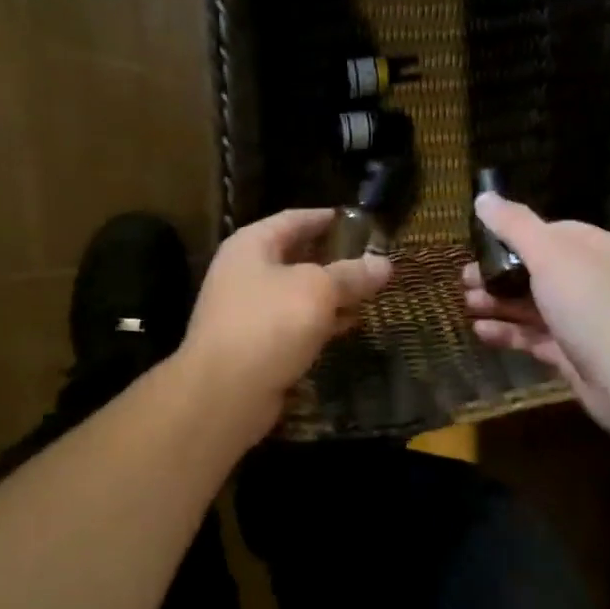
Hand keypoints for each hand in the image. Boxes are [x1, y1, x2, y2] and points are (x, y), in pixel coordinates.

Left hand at [181, 208, 391, 444]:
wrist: (225, 391)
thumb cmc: (270, 324)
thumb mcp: (318, 290)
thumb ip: (351, 275)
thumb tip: (384, 263)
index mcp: (251, 245)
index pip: (293, 219)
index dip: (324, 218)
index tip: (354, 219)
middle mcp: (243, 272)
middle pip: (293, 257)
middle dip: (331, 259)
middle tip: (368, 258)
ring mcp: (246, 311)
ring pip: (295, 294)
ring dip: (328, 294)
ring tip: (366, 293)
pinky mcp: (253, 345)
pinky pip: (291, 324)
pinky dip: (318, 322)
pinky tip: (345, 326)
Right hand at [463, 194, 609, 439]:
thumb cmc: (589, 303)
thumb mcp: (549, 254)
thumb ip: (514, 225)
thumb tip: (483, 196)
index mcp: (592, 248)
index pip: (549, 232)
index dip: (512, 236)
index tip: (478, 244)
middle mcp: (589, 280)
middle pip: (535, 270)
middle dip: (497, 273)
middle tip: (463, 279)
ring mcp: (580, 319)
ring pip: (531, 305)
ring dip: (497, 303)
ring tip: (465, 304)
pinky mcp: (570, 352)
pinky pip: (532, 336)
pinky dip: (507, 332)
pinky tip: (479, 331)